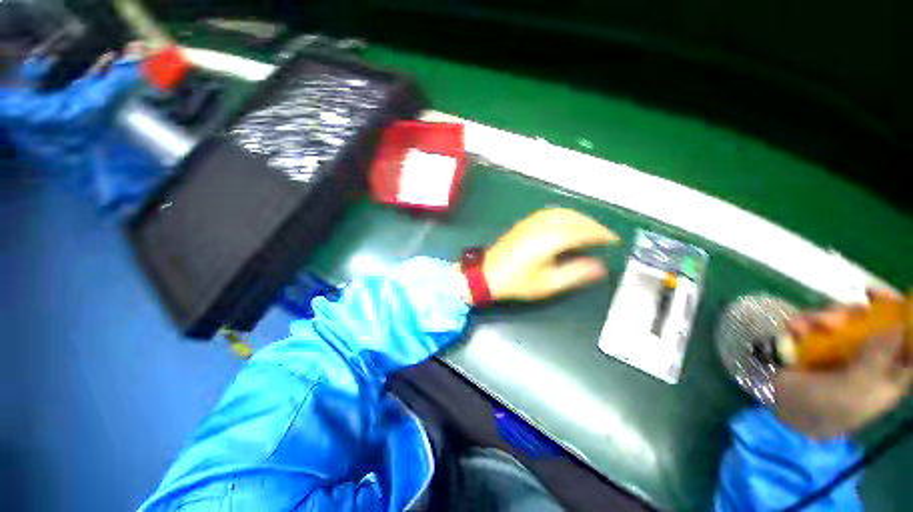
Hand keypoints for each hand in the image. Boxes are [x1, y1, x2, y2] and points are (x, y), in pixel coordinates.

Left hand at [460, 208, 618, 303]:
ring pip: (562, 212)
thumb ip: (575, 273)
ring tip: (590, 229)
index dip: (600, 234)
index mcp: (549, 241)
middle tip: (605, 236)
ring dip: (579, 218)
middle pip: (573, 218)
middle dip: (592, 224)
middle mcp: (541, 226)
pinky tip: (568, 224)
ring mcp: (530, 222)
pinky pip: (550, 213)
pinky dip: (565, 215)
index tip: (614, 240)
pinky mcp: (523, 223)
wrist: (486, 274)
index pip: (581, 232)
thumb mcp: (547, 284)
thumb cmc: (516, 282)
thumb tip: (600, 266)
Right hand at [774, 297, 912, 438]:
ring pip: (842, 319)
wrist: (779, 405)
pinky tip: (795, 328)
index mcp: (887, 373)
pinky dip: (804, 321)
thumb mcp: (856, 388)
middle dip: (856, 313)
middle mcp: (868, 356)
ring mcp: (839, 348)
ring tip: (809, 325)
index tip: (887, 299)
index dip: (905, 321)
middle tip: (840, 313)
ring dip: (826, 316)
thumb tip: (898, 324)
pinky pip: (813, 323)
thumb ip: (879, 357)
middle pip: (873, 323)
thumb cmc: (826, 405)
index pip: (907, 343)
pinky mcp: (813, 342)